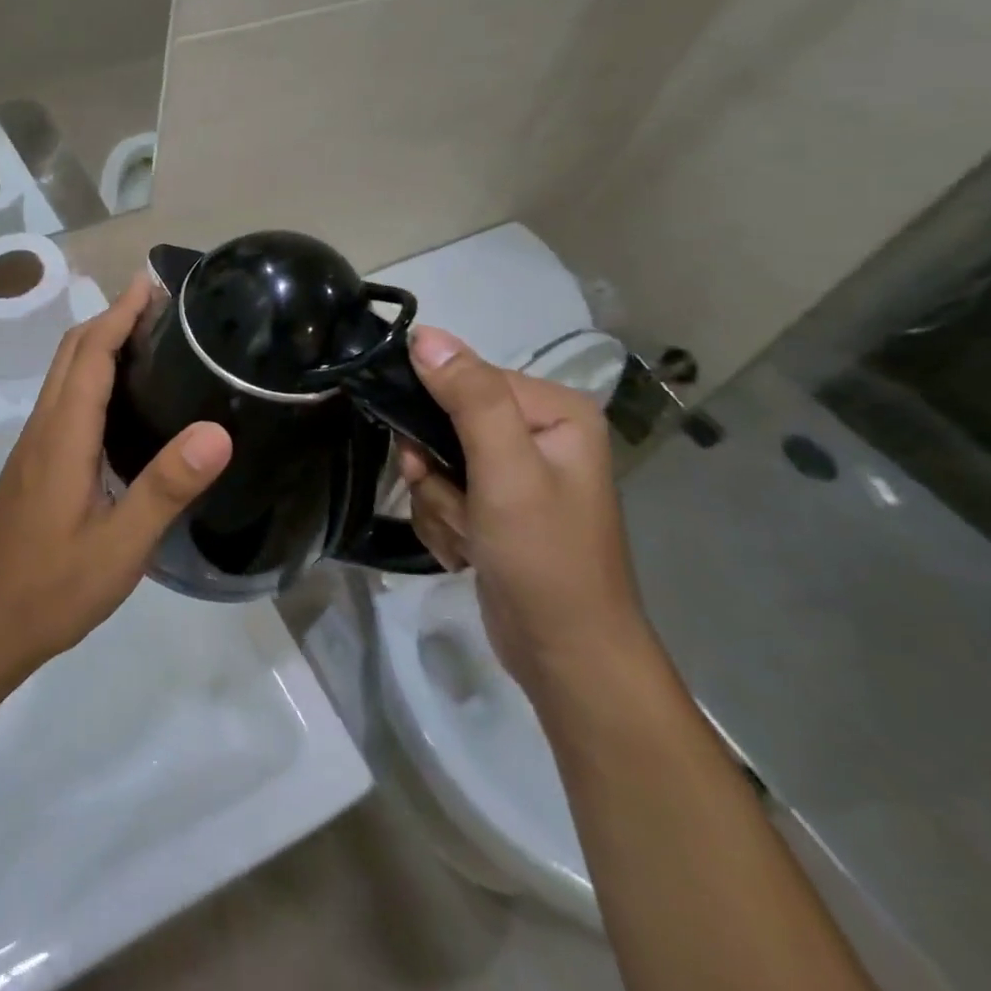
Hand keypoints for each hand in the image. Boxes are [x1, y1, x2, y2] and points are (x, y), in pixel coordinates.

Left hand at [0, 274, 231, 681]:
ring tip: (147, 339)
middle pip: (70, 353)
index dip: (119, 314)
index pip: (90, 355)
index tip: (150, 284)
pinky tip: (120, 401)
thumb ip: (167, 487)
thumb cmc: (52, 588)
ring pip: (63, 376)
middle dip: (109, 317)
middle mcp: (43, 429)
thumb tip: (218, 432)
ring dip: (98, 344)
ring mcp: (32, 447)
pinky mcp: (33, 466)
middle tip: (158, 304)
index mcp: (63, 436)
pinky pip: (62, 401)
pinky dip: (90, 376)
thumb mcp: (121, 545)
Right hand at [398, 328, 652, 702]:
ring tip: (467, 536)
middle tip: (456, 504)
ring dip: (437, 502)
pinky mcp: (495, 506)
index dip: (434, 413)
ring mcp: (515, 472)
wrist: (565, 655)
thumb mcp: (506, 470)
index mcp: (554, 410)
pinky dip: (443, 523)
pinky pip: (442, 492)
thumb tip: (424, 335)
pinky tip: (465, 552)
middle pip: (445, 421)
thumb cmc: (543, 556)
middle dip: (435, 470)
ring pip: (436, 461)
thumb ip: (469, 398)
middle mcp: (537, 433)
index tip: (424, 457)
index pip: (466, 379)